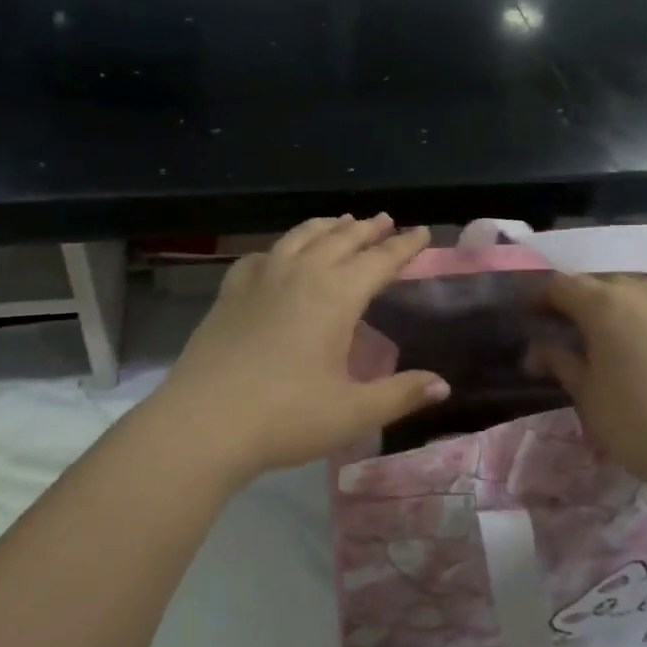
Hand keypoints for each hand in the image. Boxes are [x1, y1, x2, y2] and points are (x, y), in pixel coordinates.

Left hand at [156, 215, 448, 483]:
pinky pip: (260, 257)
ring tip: (340, 222)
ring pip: (299, 238)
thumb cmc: (286, 417)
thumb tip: (443, 385)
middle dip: (367, 229)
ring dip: (325, 227)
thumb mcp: (353, 412)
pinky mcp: (230, 294)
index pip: (380, 260)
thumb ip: (401, 395)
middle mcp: (300, 275)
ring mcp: (260, 281)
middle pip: (340, 240)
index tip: (421, 232)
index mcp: (336, 296)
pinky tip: (277, 256)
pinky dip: (278, 249)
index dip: (404, 246)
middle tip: (385, 221)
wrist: (203, 424)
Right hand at [529, 274, 646, 482]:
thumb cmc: (634, 420)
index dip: (539, 297)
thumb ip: (560, 361)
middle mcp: (639, 292)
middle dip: (577, 297)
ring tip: (603, 334)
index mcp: (604, 302)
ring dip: (612, 304)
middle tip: (563, 325)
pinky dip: (642, 319)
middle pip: (598, 281)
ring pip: (633, 290)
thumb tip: (539, 350)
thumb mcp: (586, 393)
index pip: (560, 284)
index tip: (528, 315)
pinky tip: (641, 347)